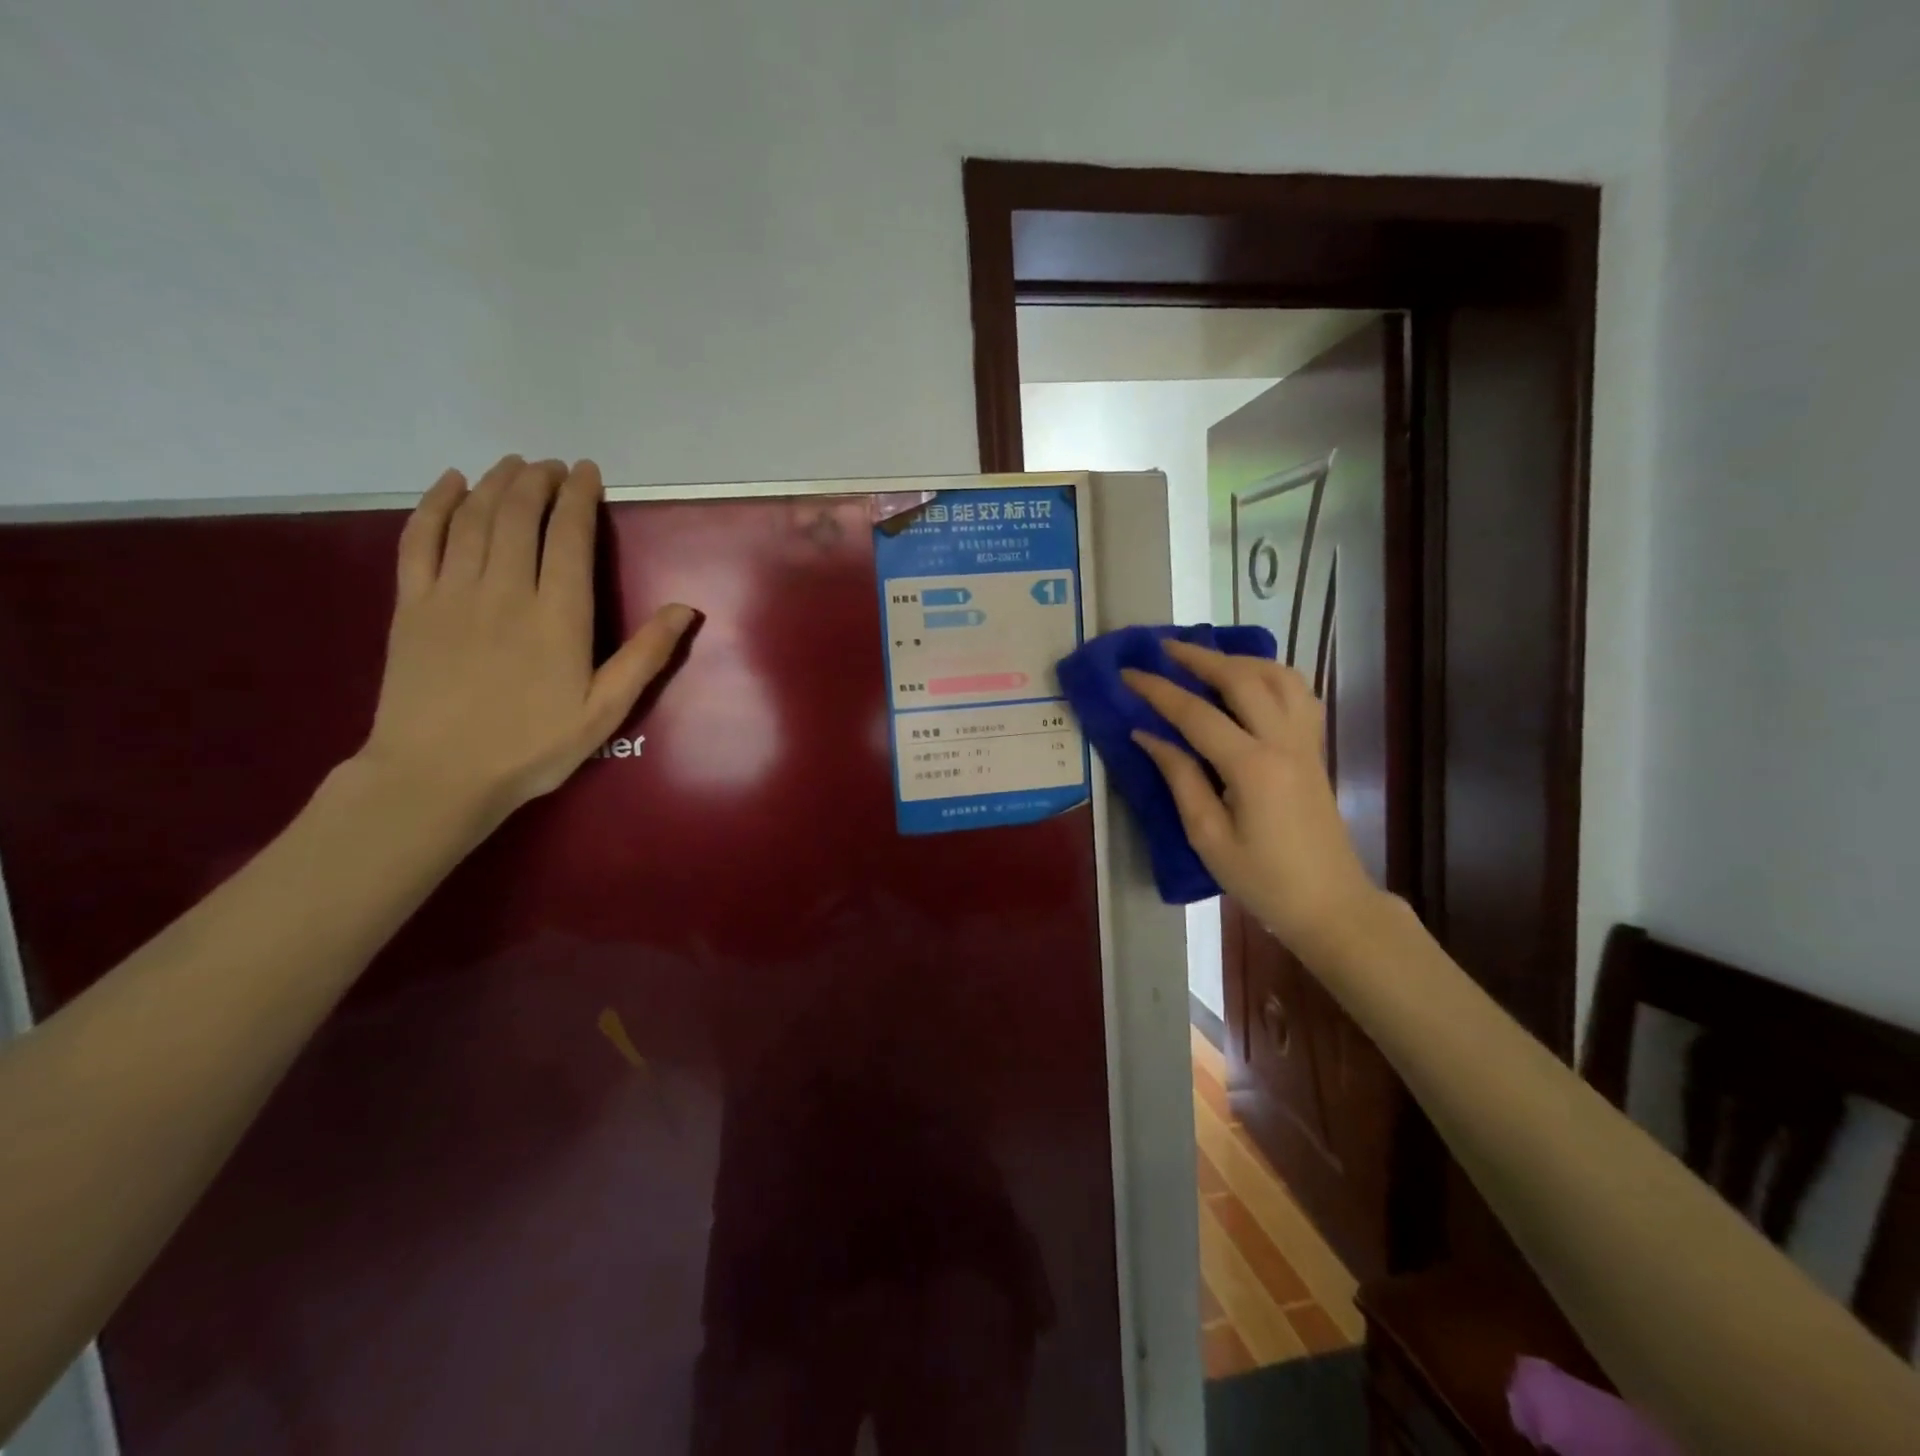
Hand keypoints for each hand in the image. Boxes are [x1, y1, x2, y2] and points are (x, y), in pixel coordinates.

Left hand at [355, 456, 694, 830]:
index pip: (570, 537)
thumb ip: (645, 656)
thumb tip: (686, 608)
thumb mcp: (605, 711)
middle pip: (519, 515)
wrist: (437, 776)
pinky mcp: (412, 604)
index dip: (580, 498)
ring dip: (496, 483)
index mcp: (558, 616)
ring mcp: (452, 593)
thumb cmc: (532, 747)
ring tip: (515, 466)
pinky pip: (420, 539)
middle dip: (539, 482)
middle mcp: (506, 590)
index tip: (588, 472)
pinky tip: (450, 484)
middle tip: (554, 466)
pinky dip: (435, 505)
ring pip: (473, 518)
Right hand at [1123, 641, 1382, 954]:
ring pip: (1278, 676)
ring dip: (1240, 659)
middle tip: (1164, 647)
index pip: (1196, 713)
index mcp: (1252, 767)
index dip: (1158, 690)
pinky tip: (1251, 682)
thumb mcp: (1208, 836)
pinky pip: (1298, 694)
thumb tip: (1147, 734)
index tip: (1127, 673)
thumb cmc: (1262, 880)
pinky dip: (1272, 675)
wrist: (1330, 904)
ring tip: (1207, 659)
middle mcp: (1283, 742)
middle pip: (1241, 679)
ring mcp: (1306, 742)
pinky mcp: (1315, 749)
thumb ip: (1180, 778)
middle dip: (1199, 657)